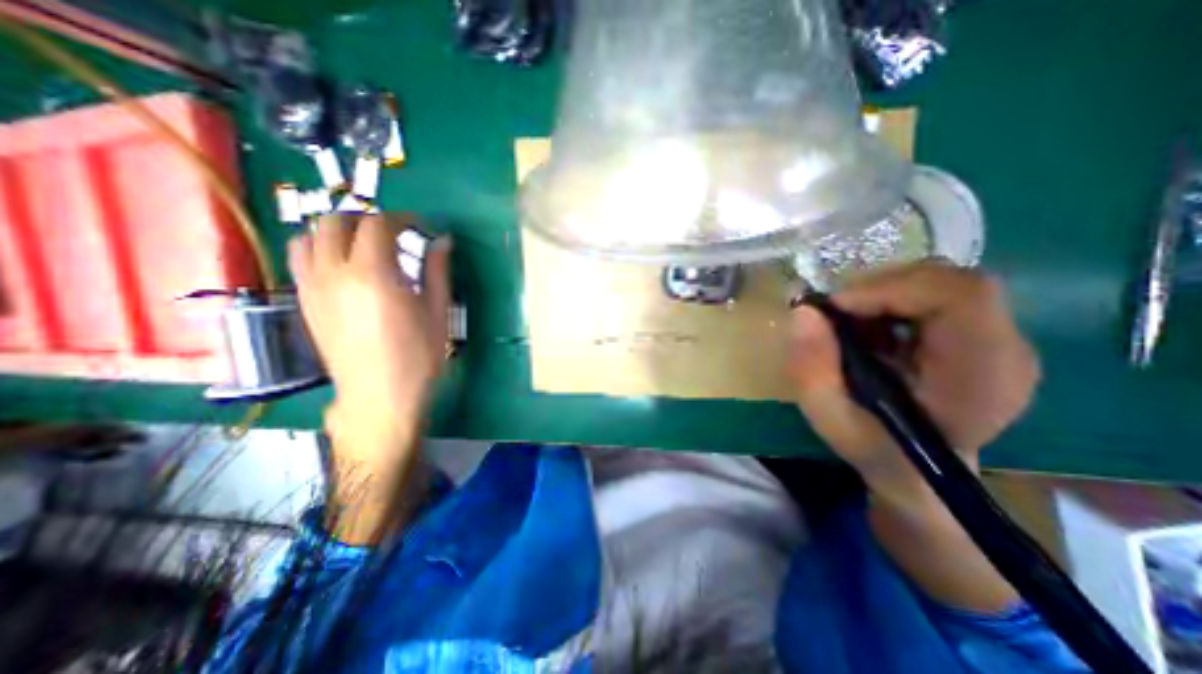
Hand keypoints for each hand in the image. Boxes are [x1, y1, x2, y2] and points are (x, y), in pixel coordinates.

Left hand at [287, 213, 453, 460]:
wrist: (379, 396)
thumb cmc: (418, 356)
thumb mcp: (436, 312)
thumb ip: (437, 270)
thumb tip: (443, 241)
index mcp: (373, 274)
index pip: (378, 225)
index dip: (401, 218)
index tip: (420, 227)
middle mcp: (334, 272)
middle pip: (336, 222)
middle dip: (367, 219)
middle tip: (395, 234)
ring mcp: (312, 287)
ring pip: (310, 236)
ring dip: (337, 231)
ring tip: (365, 246)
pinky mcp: (304, 302)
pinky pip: (301, 259)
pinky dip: (320, 249)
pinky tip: (345, 267)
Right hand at [795, 261, 1039, 490]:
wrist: (921, 474)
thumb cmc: (878, 452)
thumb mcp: (831, 420)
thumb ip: (812, 370)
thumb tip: (803, 312)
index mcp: (982, 377)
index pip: (960, 295)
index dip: (890, 288)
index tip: (837, 307)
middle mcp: (1007, 350)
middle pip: (949, 280)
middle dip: (878, 288)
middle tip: (834, 314)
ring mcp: (1000, 339)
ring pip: (939, 281)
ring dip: (881, 294)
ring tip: (850, 327)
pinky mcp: (981, 334)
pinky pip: (934, 294)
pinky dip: (890, 301)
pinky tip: (870, 331)